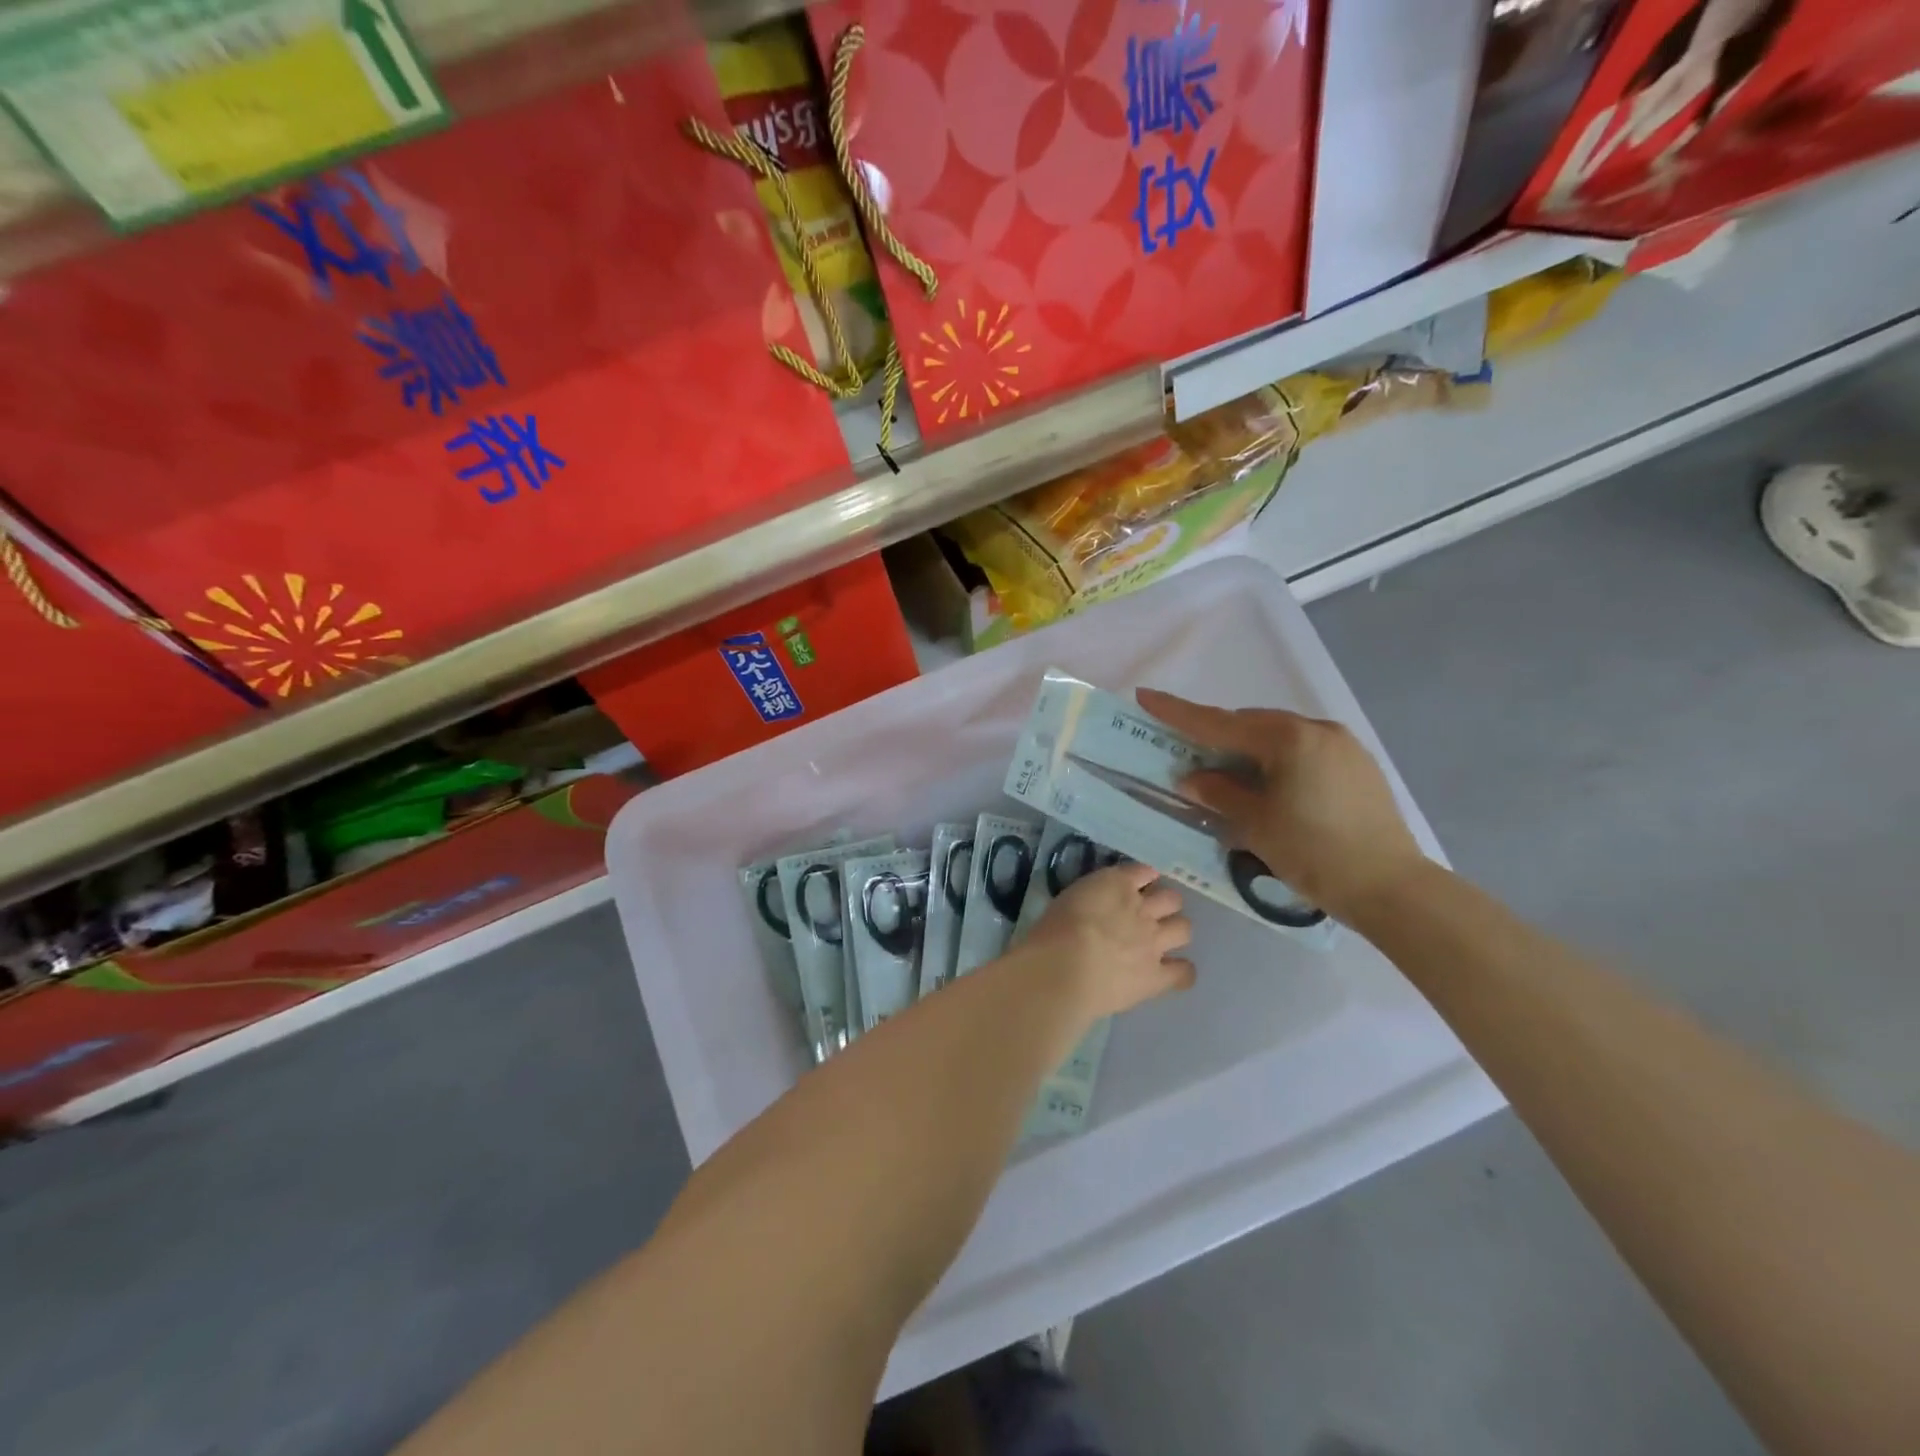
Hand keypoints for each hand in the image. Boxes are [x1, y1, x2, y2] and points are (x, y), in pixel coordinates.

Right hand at [1015, 862, 1193, 1020]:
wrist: (1064, 967)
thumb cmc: (1053, 930)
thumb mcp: (1068, 898)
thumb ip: (1089, 899)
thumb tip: (1094, 906)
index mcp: (1117, 884)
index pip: (1143, 870)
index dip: (1143, 877)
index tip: (1136, 885)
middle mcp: (1143, 909)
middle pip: (1172, 898)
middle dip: (1164, 904)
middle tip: (1148, 915)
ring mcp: (1154, 943)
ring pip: (1184, 929)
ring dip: (1175, 931)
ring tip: (1161, 941)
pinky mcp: (1157, 976)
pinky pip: (1184, 972)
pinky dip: (1181, 972)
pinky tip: (1171, 973)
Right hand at [1136, 689, 1426, 922]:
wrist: (1391, 888)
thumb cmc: (1314, 853)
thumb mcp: (1255, 824)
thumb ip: (1219, 793)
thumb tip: (1192, 778)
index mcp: (1288, 738)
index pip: (1219, 722)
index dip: (1177, 711)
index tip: (1145, 695)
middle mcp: (1317, 729)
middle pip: (1251, 725)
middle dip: (1217, 736)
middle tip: (1188, 754)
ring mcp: (1343, 746)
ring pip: (1279, 737)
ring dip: (1249, 751)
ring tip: (1228, 777)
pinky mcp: (1358, 766)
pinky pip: (1304, 751)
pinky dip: (1278, 761)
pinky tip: (1270, 787)